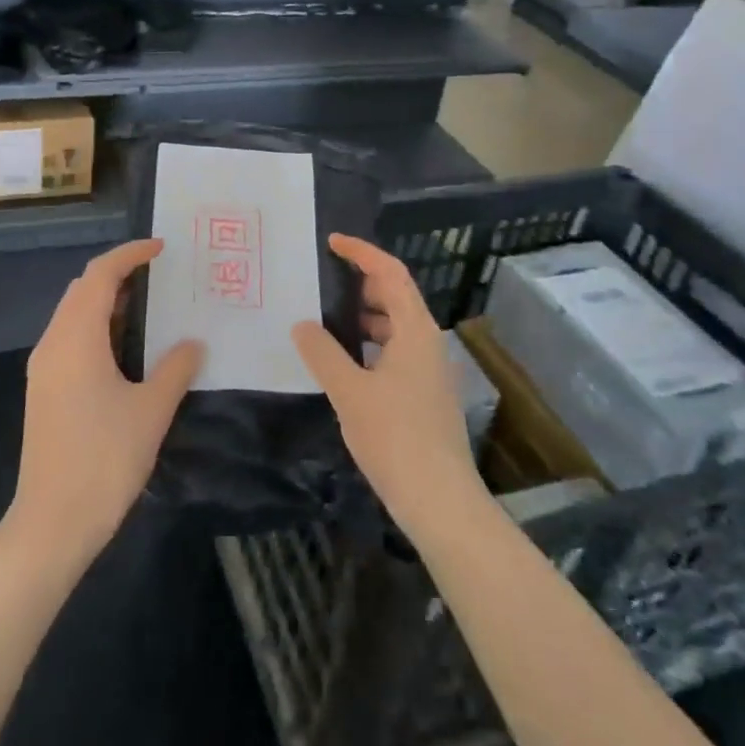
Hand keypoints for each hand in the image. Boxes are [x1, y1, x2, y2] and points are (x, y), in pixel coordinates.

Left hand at [6, 240, 203, 568]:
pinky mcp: (43, 389)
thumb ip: (175, 369)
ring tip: (147, 307)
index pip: (100, 275)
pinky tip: (124, 348)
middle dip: (118, 274)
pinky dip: (96, 327)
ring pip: (73, 313)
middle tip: (158, 276)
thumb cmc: (104, 460)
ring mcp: (44, 367)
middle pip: (82, 288)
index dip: (130, 254)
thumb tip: (192, 343)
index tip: (161, 248)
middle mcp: (53, 343)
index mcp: (77, 338)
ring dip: (106, 301)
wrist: (50, 523)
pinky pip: (70, 337)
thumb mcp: (151, 411)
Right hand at [293, 234, 486, 535]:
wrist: (441, 503)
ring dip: (365, 315)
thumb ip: (323, 353)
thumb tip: (302, 325)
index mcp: (415, 330)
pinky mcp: (426, 395)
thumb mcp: (349, 392)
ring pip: (396, 326)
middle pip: (396, 295)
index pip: (390, 273)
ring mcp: (430, 370)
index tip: (332, 242)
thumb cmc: (395, 438)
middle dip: (361, 282)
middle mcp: (428, 342)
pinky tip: (345, 362)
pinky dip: (371, 343)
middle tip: (323, 279)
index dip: (362, 252)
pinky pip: (396, 351)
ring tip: (326, 318)